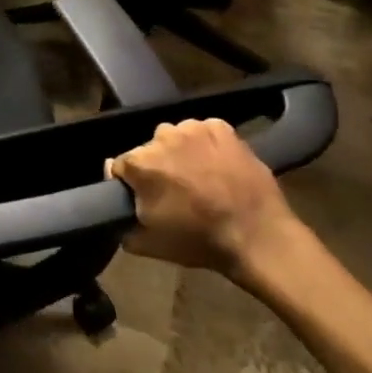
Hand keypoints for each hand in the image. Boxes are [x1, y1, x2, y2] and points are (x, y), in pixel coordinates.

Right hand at [108, 118, 307, 275]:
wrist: (257, 236)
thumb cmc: (198, 241)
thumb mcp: (147, 244)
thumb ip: (121, 225)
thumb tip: (114, 211)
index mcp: (139, 163)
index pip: (119, 166)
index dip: (129, 184)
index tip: (143, 198)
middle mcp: (162, 137)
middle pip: (148, 150)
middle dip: (156, 166)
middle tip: (174, 191)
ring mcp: (194, 129)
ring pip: (175, 137)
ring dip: (180, 153)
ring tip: (198, 177)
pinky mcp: (222, 128)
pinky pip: (204, 132)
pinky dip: (206, 144)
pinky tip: (217, 165)